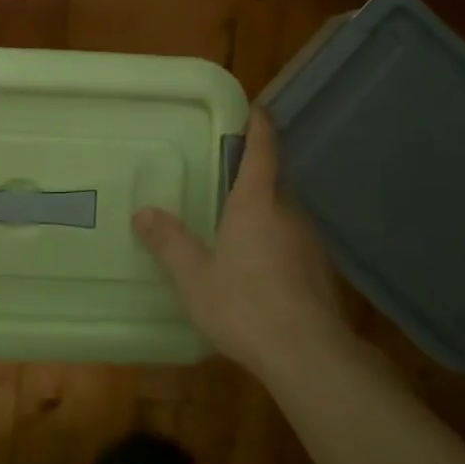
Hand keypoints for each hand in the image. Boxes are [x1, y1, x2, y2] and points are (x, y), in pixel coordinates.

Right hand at [134, 107, 347, 379]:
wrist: (308, 354)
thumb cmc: (244, 305)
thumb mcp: (194, 276)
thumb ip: (170, 241)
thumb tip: (143, 212)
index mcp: (256, 204)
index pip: (263, 151)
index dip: (259, 127)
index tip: (256, 109)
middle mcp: (288, 214)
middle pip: (272, 184)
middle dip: (251, 181)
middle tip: (222, 185)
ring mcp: (310, 243)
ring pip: (283, 216)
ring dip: (262, 217)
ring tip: (235, 233)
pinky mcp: (321, 272)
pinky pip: (292, 245)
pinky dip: (275, 246)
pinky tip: (258, 273)